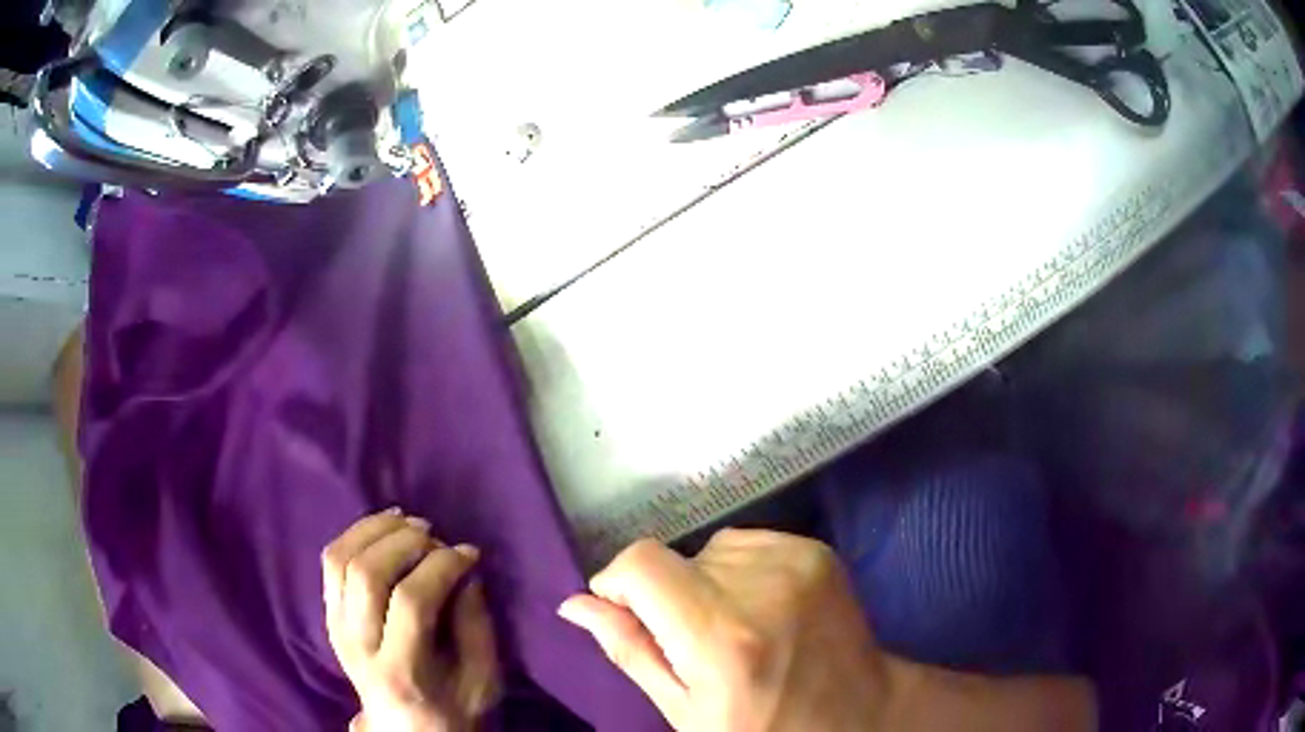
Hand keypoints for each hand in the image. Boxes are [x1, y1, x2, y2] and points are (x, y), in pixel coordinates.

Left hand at [322, 509, 499, 731]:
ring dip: (375, 529)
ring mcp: (336, 628)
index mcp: (400, 672)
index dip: (441, 567)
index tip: (468, 552)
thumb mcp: (482, 680)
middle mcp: (357, 647)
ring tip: (408, 522)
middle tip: (436, 535)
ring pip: (340, 560)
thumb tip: (464, 570)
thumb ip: (476, 626)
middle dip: (405, 541)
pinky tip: (383, 528)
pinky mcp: (329, 615)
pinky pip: (331, 561)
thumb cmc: (451, 707)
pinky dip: (355, 534)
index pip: (411, 603)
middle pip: (366, 574)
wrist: (403, 727)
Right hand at [557, 529, 887, 731]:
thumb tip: (575, 604)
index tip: (630, 615)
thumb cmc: (762, 727)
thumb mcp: (684, 709)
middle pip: (675, 559)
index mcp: (720, 635)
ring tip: (737, 626)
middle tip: (697, 643)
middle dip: (668, 595)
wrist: (858, 713)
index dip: (619, 584)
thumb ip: (629, 650)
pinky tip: (764, 609)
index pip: (640, 563)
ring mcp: (796, 561)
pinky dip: (741, 571)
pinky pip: (749, 543)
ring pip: (711, 549)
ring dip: (707, 581)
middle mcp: (760, 585)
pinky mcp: (817, 550)